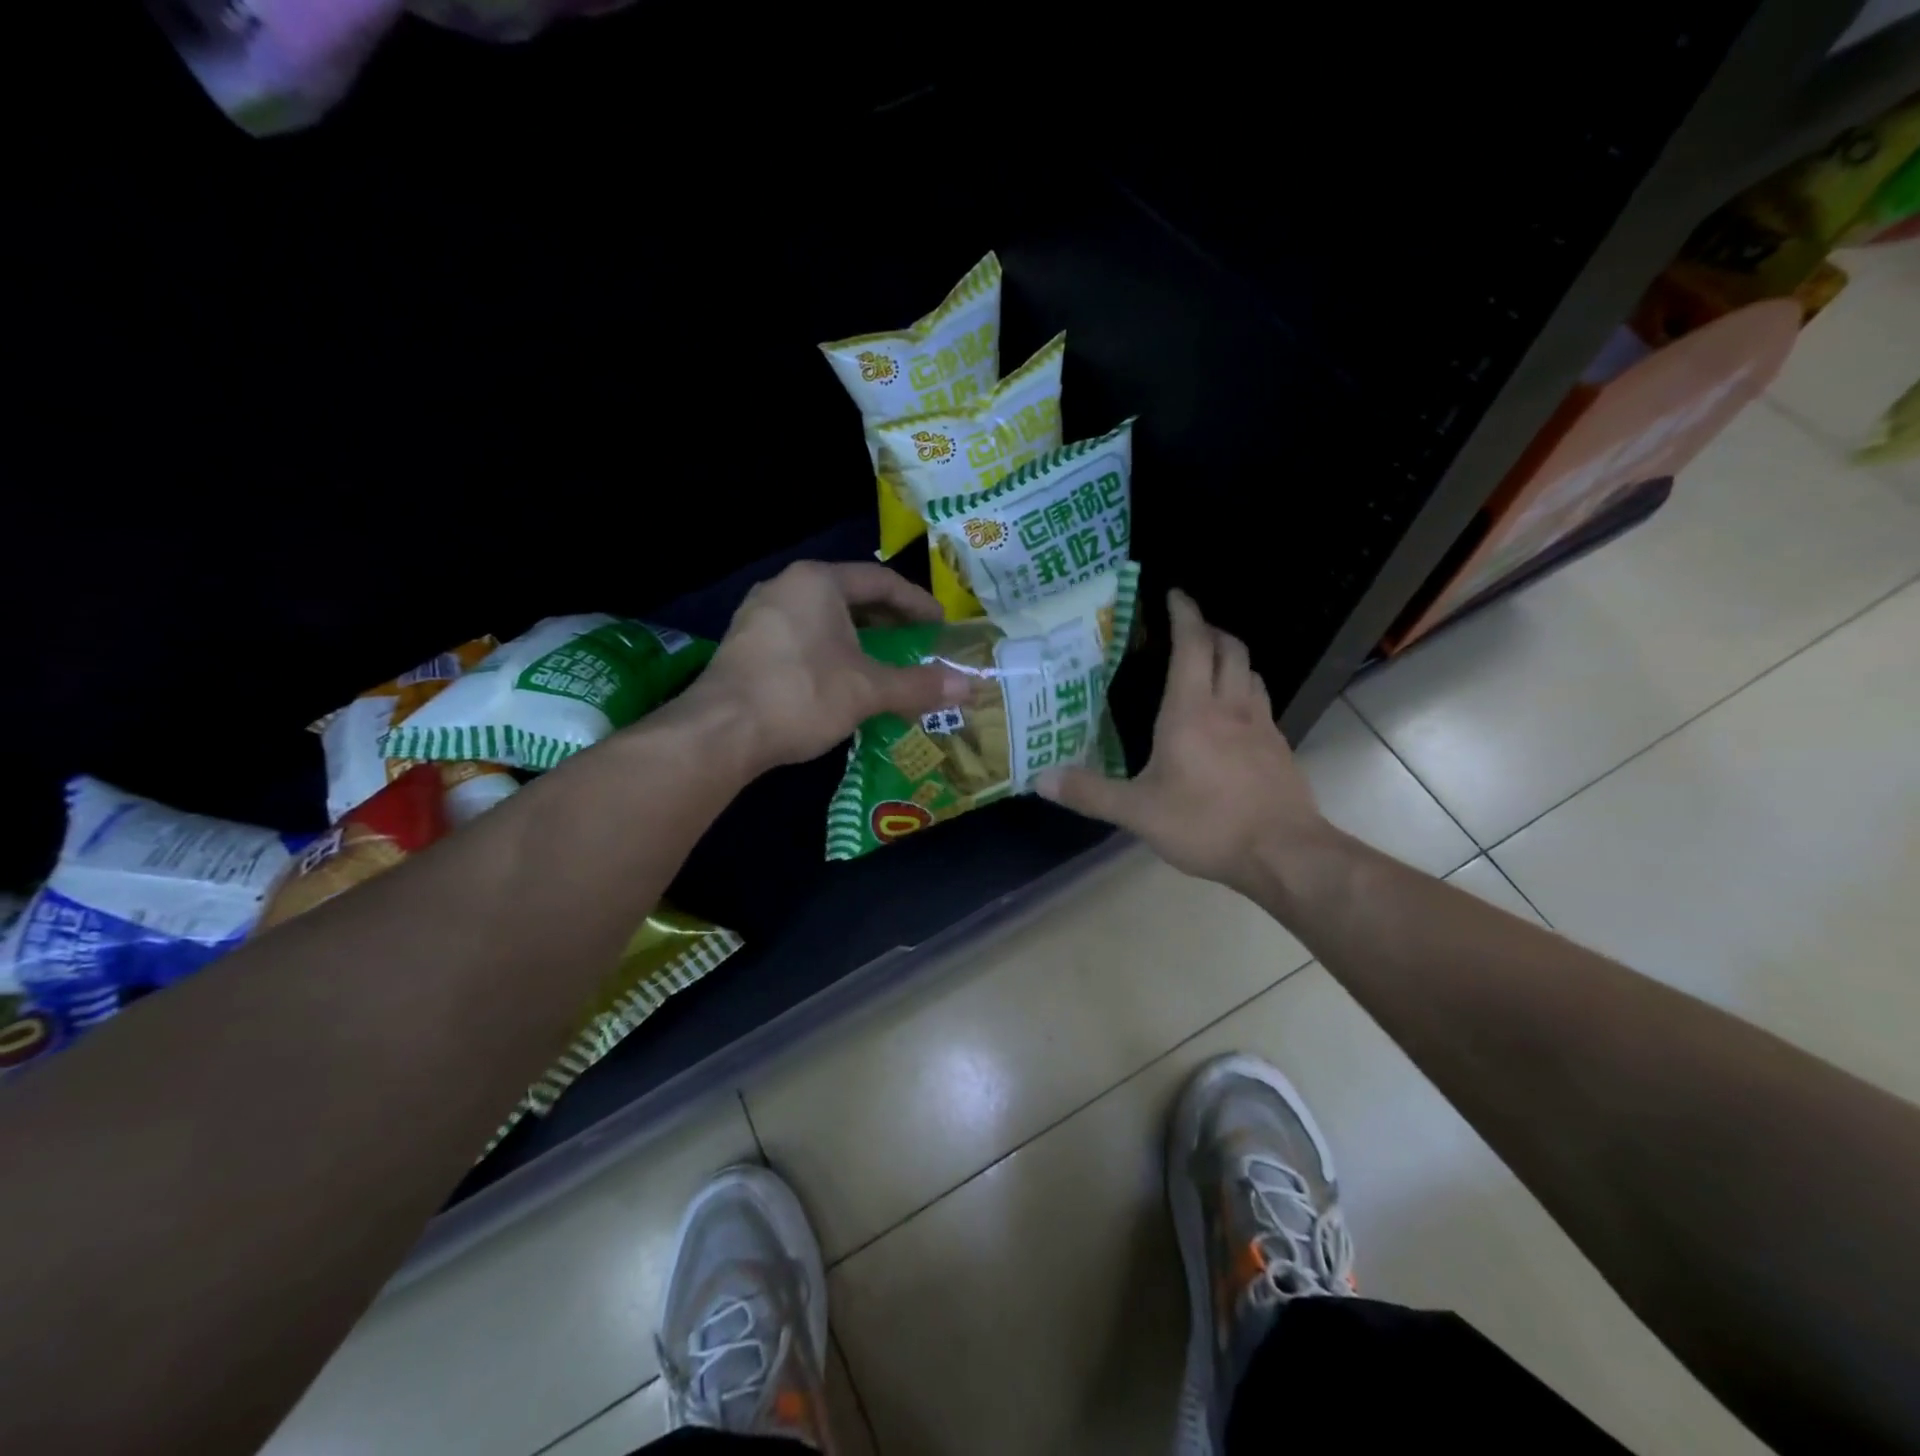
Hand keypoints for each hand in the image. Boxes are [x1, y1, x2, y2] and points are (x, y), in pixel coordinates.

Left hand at [684, 561, 973, 773]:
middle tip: (918, 645)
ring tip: (884, 664)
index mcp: (819, 582)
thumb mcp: (869, 690)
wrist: (721, 731)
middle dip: (888, 622)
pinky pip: (801, 637)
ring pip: (824, 619)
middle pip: (851, 596)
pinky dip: (830, 652)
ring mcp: (759, 615)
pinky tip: (842, 680)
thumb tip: (971, 686)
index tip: (941, 627)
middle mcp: (786, 587)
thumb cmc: (802, 695)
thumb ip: (919, 684)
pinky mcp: (745, 645)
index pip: (881, 582)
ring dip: (859, 640)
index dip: (917, 604)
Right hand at [1037, 589, 1327, 893]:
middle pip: (1229, 649)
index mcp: (1191, 712)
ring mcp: (1260, 725)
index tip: (1174, 594)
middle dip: (1209, 629)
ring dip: (1231, 656)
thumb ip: (1089, 793)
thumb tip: (1040, 778)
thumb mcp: (1137, 812)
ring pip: (1250, 672)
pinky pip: (1261, 701)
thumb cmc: (1206, 824)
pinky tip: (1233, 714)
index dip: (1184, 614)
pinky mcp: (1278, 747)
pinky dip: (1245, 688)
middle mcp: (1229, 707)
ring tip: (1211, 663)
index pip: (1192, 645)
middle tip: (1188, 628)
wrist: (1283, 853)